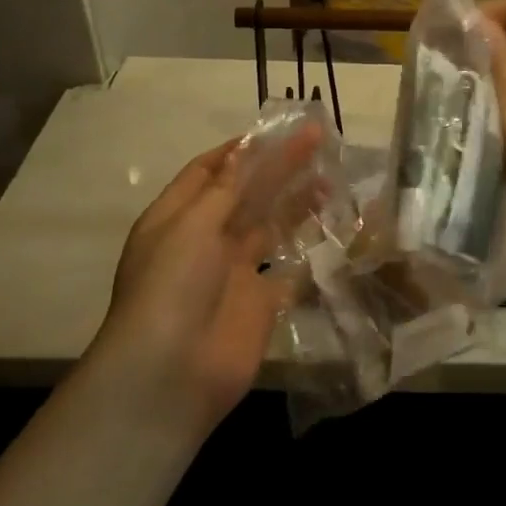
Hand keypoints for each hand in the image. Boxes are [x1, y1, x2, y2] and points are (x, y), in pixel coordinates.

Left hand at [94, 128, 321, 432]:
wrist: (171, 374)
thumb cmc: (172, 285)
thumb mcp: (193, 224)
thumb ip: (227, 187)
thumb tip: (246, 148)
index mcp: (177, 217)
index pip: (208, 171)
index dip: (241, 150)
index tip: (276, 131)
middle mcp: (205, 239)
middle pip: (246, 193)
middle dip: (278, 167)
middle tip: (318, 140)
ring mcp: (234, 272)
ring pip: (270, 226)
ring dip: (297, 201)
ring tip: (330, 178)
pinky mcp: (261, 301)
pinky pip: (289, 267)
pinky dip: (309, 248)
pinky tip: (335, 227)